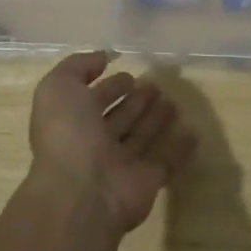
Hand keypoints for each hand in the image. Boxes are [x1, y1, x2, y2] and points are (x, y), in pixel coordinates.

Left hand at [29, 51, 196, 234]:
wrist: (83, 192)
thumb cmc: (68, 135)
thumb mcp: (58, 88)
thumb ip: (77, 67)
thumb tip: (103, 57)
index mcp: (72, 122)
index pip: (93, 100)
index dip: (109, 86)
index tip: (129, 75)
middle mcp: (95, 144)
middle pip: (120, 118)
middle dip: (136, 101)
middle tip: (155, 86)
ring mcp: (121, 164)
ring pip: (141, 136)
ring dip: (156, 119)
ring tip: (173, 101)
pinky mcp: (146, 181)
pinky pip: (165, 160)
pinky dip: (179, 147)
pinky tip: (192, 131)